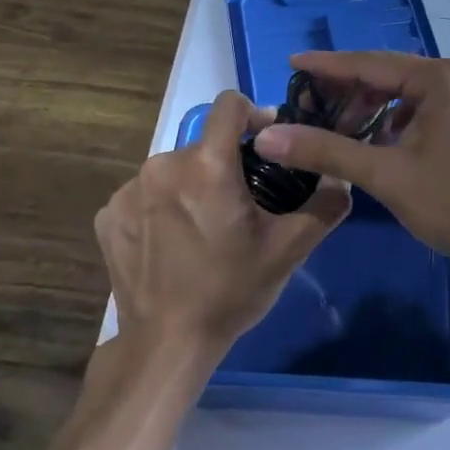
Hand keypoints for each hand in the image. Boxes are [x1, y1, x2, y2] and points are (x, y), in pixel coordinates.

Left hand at [96, 90, 350, 365]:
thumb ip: (323, 206)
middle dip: (225, 165)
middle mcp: (161, 165)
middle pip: (203, 146)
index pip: (229, 105)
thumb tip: (341, 178)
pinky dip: (162, 209)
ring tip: (205, 228)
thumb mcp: (288, 250)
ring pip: (173, 171)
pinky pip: (144, 195)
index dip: (253, 115)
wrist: (166, 344)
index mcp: (206, 165)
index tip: (266, 142)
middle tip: (242, 205)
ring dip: (192, 186)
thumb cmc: (230, 291)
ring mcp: (128, 191)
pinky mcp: (108, 215)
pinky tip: (173, 243)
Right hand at [252, 51, 449, 273]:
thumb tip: (268, 137)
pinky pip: (427, 107)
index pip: (371, 63)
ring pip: (409, 93)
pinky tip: (381, 142)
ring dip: (374, 108)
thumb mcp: (383, 174)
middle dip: (351, 91)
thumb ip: (325, 150)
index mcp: (441, 78)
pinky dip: (399, 120)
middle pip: (391, 74)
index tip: (292, 63)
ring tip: (343, 131)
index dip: (328, 65)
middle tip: (313, 107)